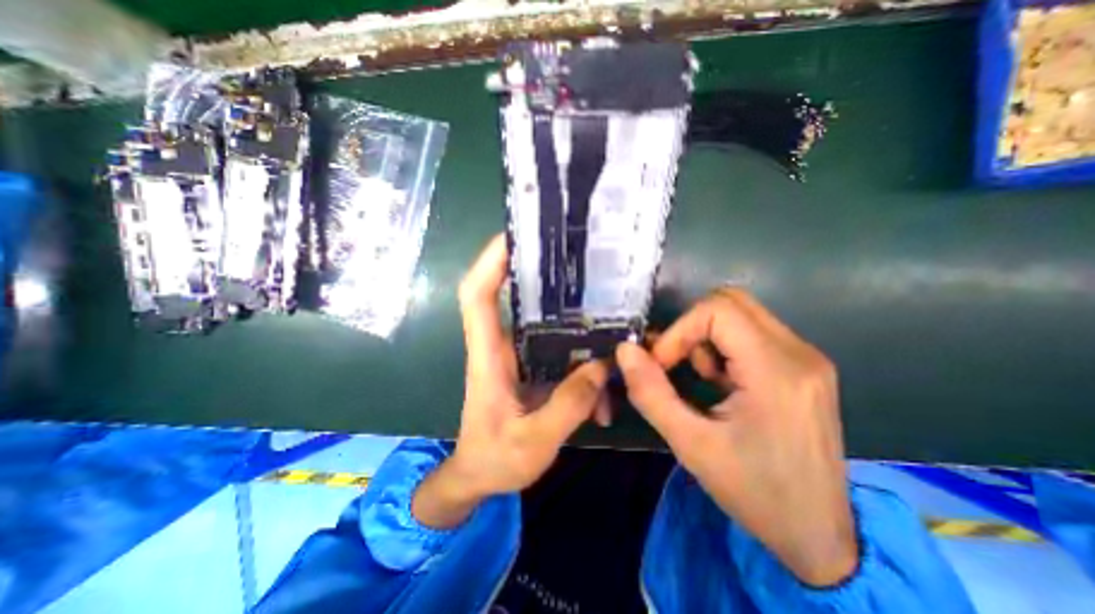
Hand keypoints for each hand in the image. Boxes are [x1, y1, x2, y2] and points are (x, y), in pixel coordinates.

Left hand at [412, 235, 611, 526]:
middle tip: (579, 260)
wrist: (479, 477)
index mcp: (488, 357)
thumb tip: (601, 368)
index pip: (477, 296)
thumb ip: (567, 407)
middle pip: (514, 295)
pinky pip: (560, 350)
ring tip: (610, 320)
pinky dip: (582, 359)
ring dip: (574, 320)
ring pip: (545, 323)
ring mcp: (519, 356)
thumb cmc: (493, 460)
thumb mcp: (532, 442)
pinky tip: (605, 381)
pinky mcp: (533, 367)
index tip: (515, 235)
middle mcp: (501, 347)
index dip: (490, 262)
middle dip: (540, 272)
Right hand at [615, 291, 853, 586]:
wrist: (818, 535)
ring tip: (703, 378)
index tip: (662, 364)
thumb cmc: (754, 492)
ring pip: (741, 313)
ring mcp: (807, 357)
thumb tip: (625, 351)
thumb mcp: (690, 445)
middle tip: (679, 365)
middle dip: (691, 328)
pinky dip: (723, 345)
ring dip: (707, 336)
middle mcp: (799, 353)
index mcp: (777, 371)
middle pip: (731, 301)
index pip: (718, 310)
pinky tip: (721, 382)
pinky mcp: (804, 366)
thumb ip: (650, 393)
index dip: (679, 330)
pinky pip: (753, 332)